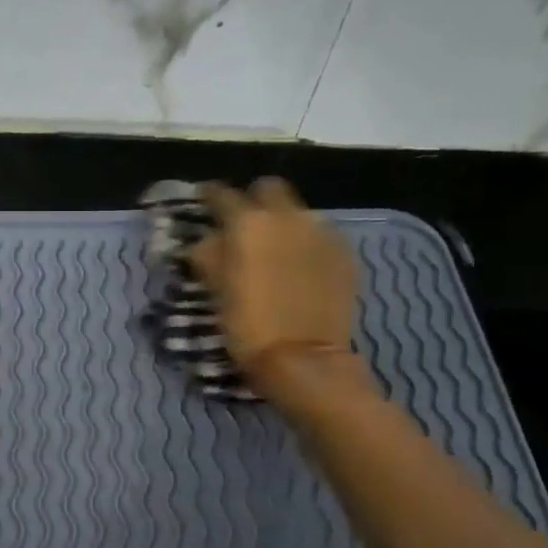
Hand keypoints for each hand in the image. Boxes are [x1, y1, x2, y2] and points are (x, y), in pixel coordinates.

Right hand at [190, 178, 365, 407]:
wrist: (304, 359)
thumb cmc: (248, 326)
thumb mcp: (215, 290)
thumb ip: (209, 255)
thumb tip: (206, 239)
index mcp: (248, 223)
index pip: (222, 194)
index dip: (209, 196)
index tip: (203, 202)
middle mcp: (287, 216)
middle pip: (269, 189)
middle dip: (254, 200)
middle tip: (244, 224)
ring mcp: (321, 232)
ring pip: (298, 211)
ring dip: (283, 223)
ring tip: (275, 250)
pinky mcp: (344, 252)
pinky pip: (320, 234)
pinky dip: (306, 243)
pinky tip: (300, 268)